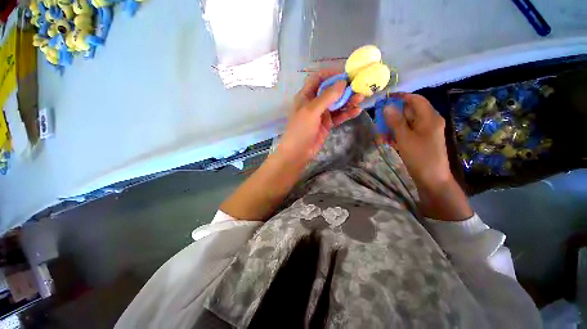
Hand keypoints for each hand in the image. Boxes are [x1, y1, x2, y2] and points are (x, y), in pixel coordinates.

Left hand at [276, 69, 363, 166]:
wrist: (298, 152)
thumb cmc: (301, 129)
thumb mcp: (312, 111)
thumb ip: (327, 97)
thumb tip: (343, 82)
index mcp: (306, 95)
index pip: (318, 78)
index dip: (331, 74)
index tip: (346, 74)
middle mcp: (314, 102)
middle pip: (330, 91)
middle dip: (344, 89)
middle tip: (359, 88)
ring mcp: (321, 114)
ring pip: (336, 104)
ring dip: (348, 101)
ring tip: (360, 99)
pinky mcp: (327, 124)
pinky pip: (338, 116)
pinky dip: (346, 113)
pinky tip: (356, 111)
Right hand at [382, 93, 450, 186]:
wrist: (432, 178)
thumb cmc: (419, 156)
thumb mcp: (405, 138)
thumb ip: (396, 121)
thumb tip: (387, 106)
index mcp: (429, 117)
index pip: (415, 99)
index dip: (401, 97)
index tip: (385, 99)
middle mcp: (429, 121)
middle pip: (410, 111)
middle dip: (393, 115)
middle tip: (379, 121)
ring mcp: (426, 131)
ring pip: (407, 123)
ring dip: (393, 127)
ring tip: (381, 135)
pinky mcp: (422, 139)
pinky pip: (408, 132)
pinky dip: (398, 134)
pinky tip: (388, 141)